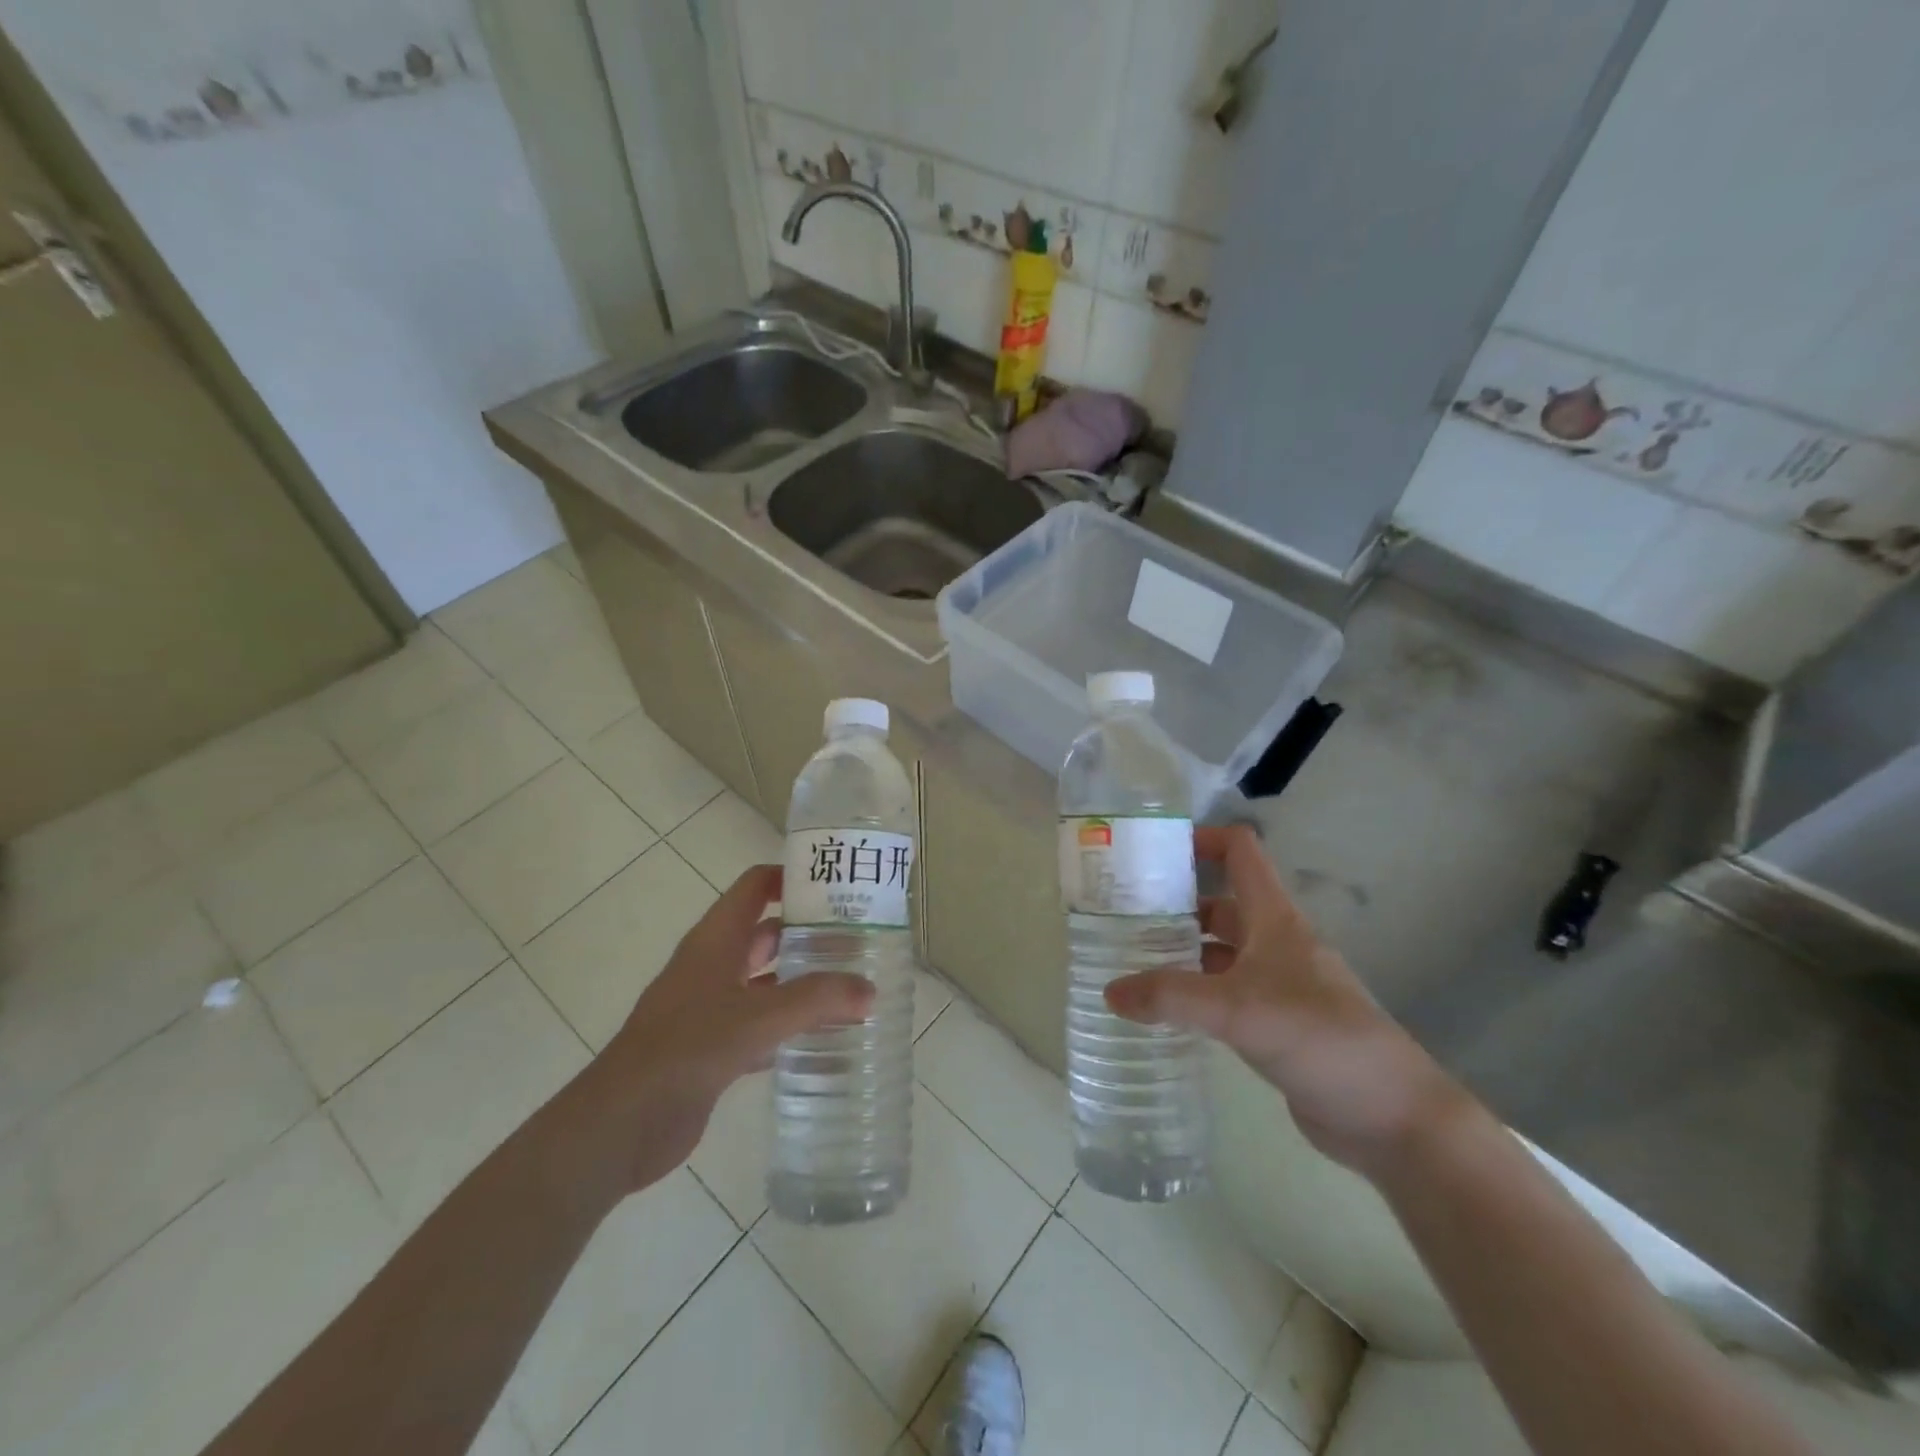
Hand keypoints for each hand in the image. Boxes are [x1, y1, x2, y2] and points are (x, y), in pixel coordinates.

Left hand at [584, 864, 873, 1190]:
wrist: (621, 1124)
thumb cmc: (685, 1049)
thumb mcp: (756, 1018)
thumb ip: (815, 1001)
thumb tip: (870, 991)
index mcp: (716, 940)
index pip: (755, 887)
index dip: (791, 877)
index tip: (837, 884)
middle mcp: (713, 965)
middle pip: (767, 933)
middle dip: (809, 933)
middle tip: (859, 939)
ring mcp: (711, 1008)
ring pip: (767, 982)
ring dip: (803, 982)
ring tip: (853, 985)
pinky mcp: (713, 1048)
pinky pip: (761, 1025)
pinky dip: (790, 1026)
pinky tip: (825, 1037)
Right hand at [1104, 825, 1466, 1173]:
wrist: (1392, 1117)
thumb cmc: (1321, 1039)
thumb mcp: (1239, 1010)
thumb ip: (1171, 997)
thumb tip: (1110, 991)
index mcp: (1275, 919)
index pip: (1241, 852)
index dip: (1202, 840)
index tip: (1153, 853)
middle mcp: (1275, 943)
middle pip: (1221, 903)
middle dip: (1176, 902)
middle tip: (1121, 914)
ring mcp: (1277, 985)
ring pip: (1220, 951)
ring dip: (1181, 951)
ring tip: (1130, 959)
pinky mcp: (1275, 1024)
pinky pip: (1225, 994)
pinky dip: (1195, 993)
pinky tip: (1163, 1009)